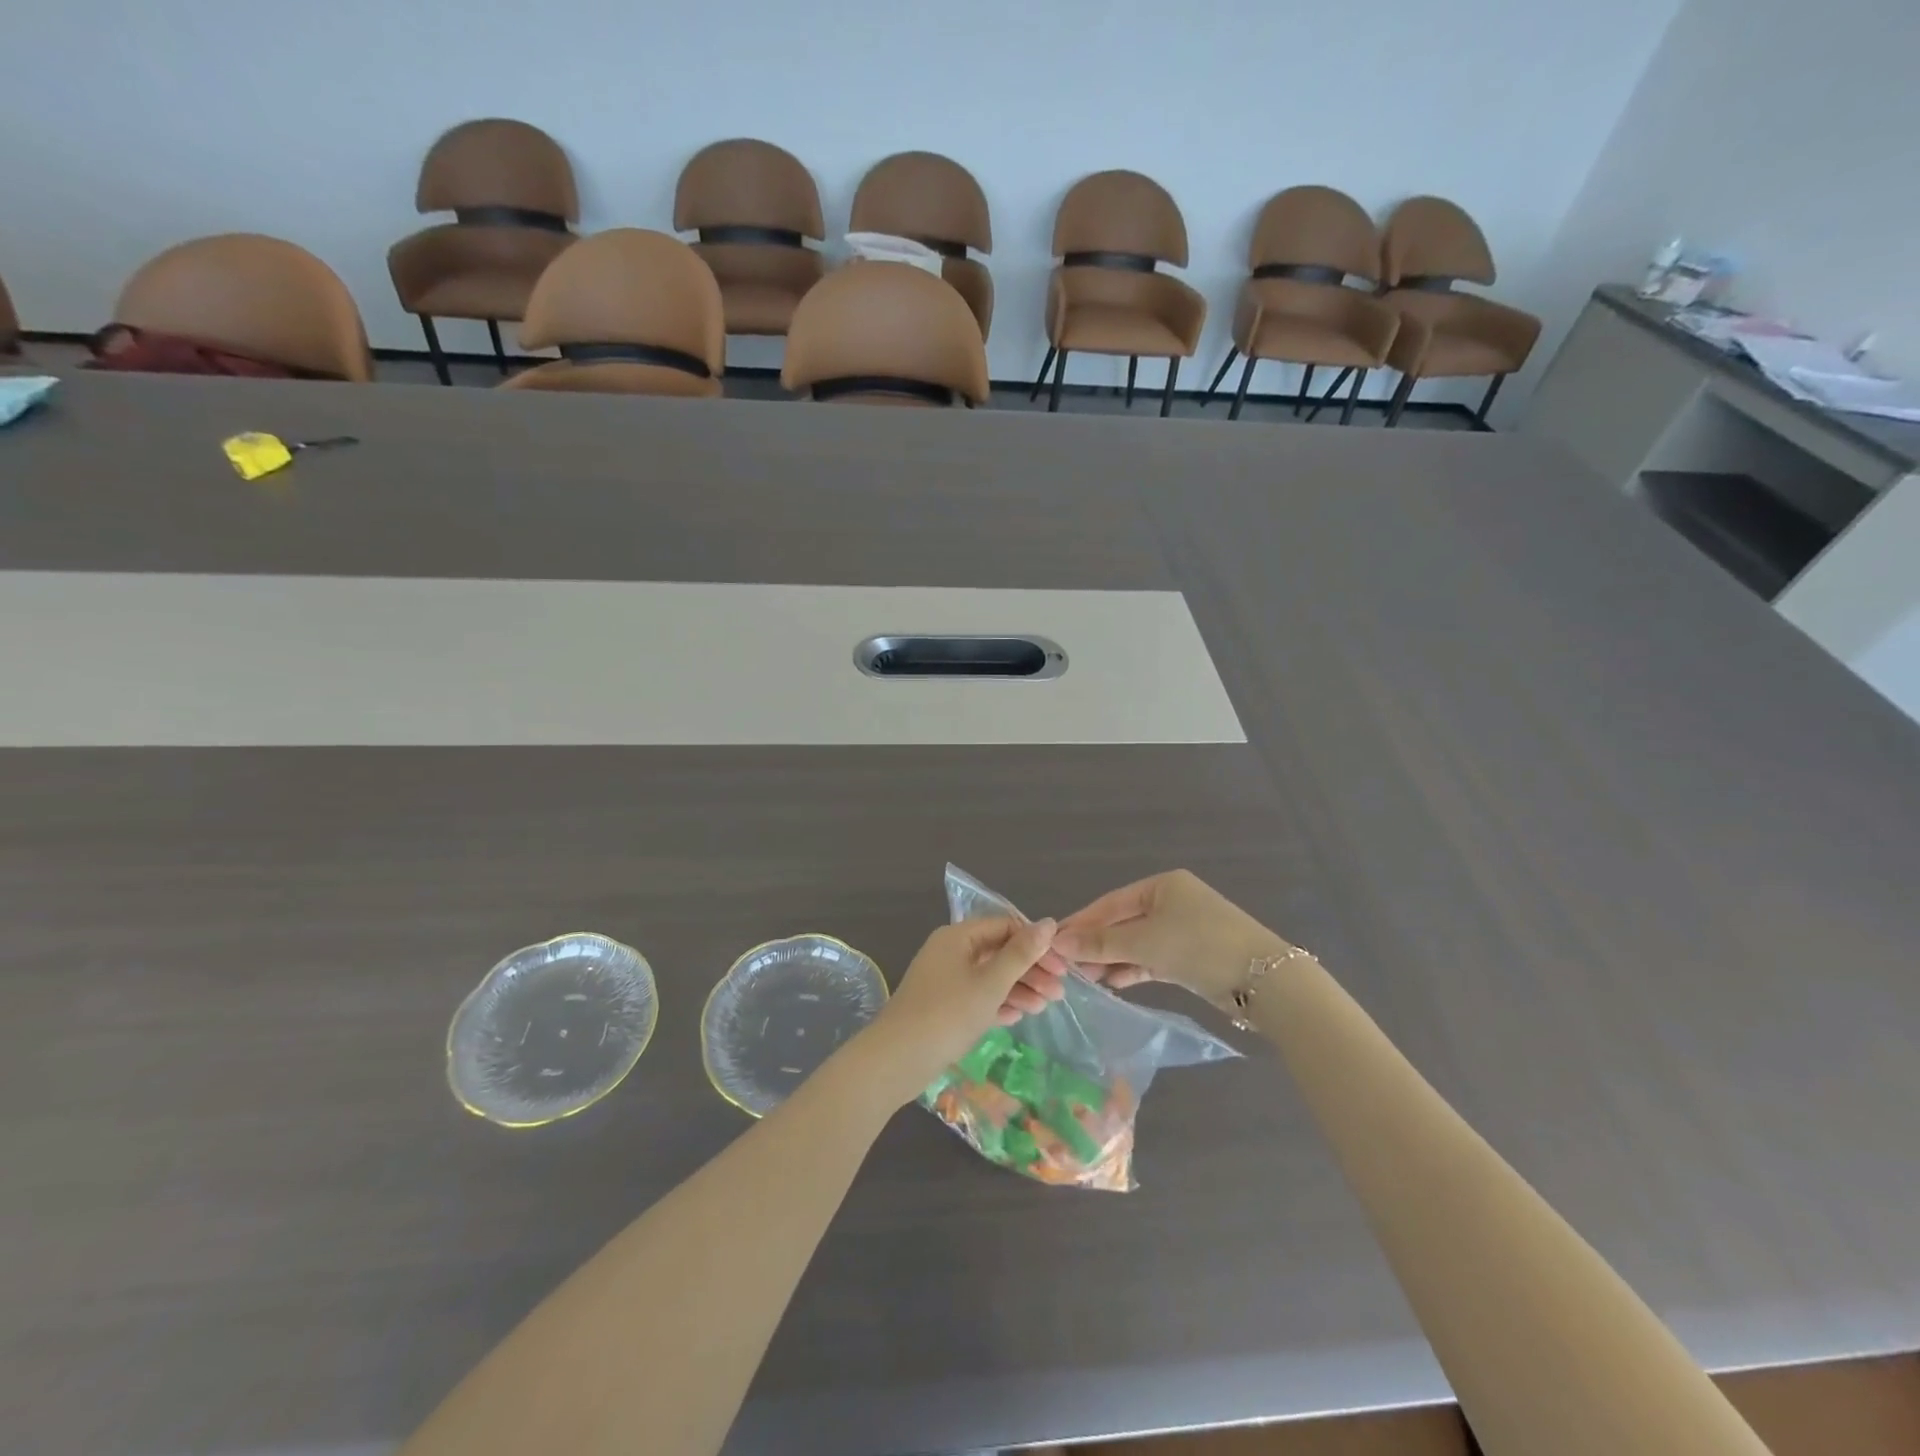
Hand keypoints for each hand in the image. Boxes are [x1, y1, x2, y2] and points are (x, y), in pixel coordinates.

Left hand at [857, 918, 1068, 1102]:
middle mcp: (950, 951)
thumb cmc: (948, 1013)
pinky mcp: (943, 1005)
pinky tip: (1017, 1017)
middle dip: (1030, 970)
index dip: (1035, 944)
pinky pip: (976, 996)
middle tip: (1058, 993)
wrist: (897, 1059)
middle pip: (998, 952)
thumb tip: (1048, 922)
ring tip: (1043, 1008)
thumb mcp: (990, 982)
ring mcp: (945, 979)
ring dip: (1018, 989)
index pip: (1005, 926)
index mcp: (958, 936)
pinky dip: (997, 1003)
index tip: (1060, 967)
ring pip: (989, 976)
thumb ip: (1021, 953)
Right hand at [1054, 870, 1285, 1006]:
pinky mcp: (1191, 957)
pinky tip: (1113, 984)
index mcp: (1162, 886)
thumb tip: (1057, 942)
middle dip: (1095, 945)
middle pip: (1122, 923)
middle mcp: (1172, 902)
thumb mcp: (1144, 942)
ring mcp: (1183, 930)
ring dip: (1111, 960)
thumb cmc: (1198, 946)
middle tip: (1065, 967)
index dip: (1081, 923)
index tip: (1053, 942)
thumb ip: (1100, 943)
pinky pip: (1152, 959)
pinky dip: (1133, 970)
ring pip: (1137, 944)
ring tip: (1084, 980)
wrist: (1264, 980)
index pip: (1110, 903)